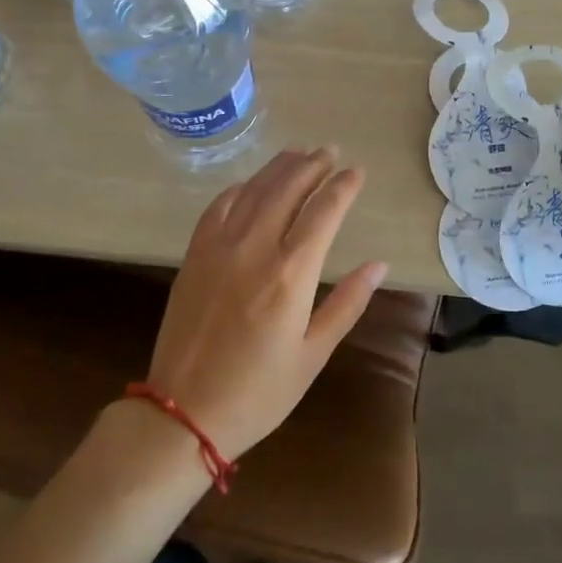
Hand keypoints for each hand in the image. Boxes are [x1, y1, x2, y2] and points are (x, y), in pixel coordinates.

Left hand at [146, 148, 387, 461]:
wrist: (182, 411)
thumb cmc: (258, 392)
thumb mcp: (312, 354)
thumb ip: (347, 303)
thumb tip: (378, 264)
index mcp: (291, 274)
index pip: (323, 211)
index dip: (343, 187)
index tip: (357, 171)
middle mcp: (255, 248)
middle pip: (287, 188)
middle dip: (312, 165)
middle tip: (329, 151)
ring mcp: (219, 247)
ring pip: (254, 190)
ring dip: (278, 168)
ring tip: (299, 152)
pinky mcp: (194, 254)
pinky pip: (219, 206)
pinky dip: (240, 188)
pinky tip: (252, 184)